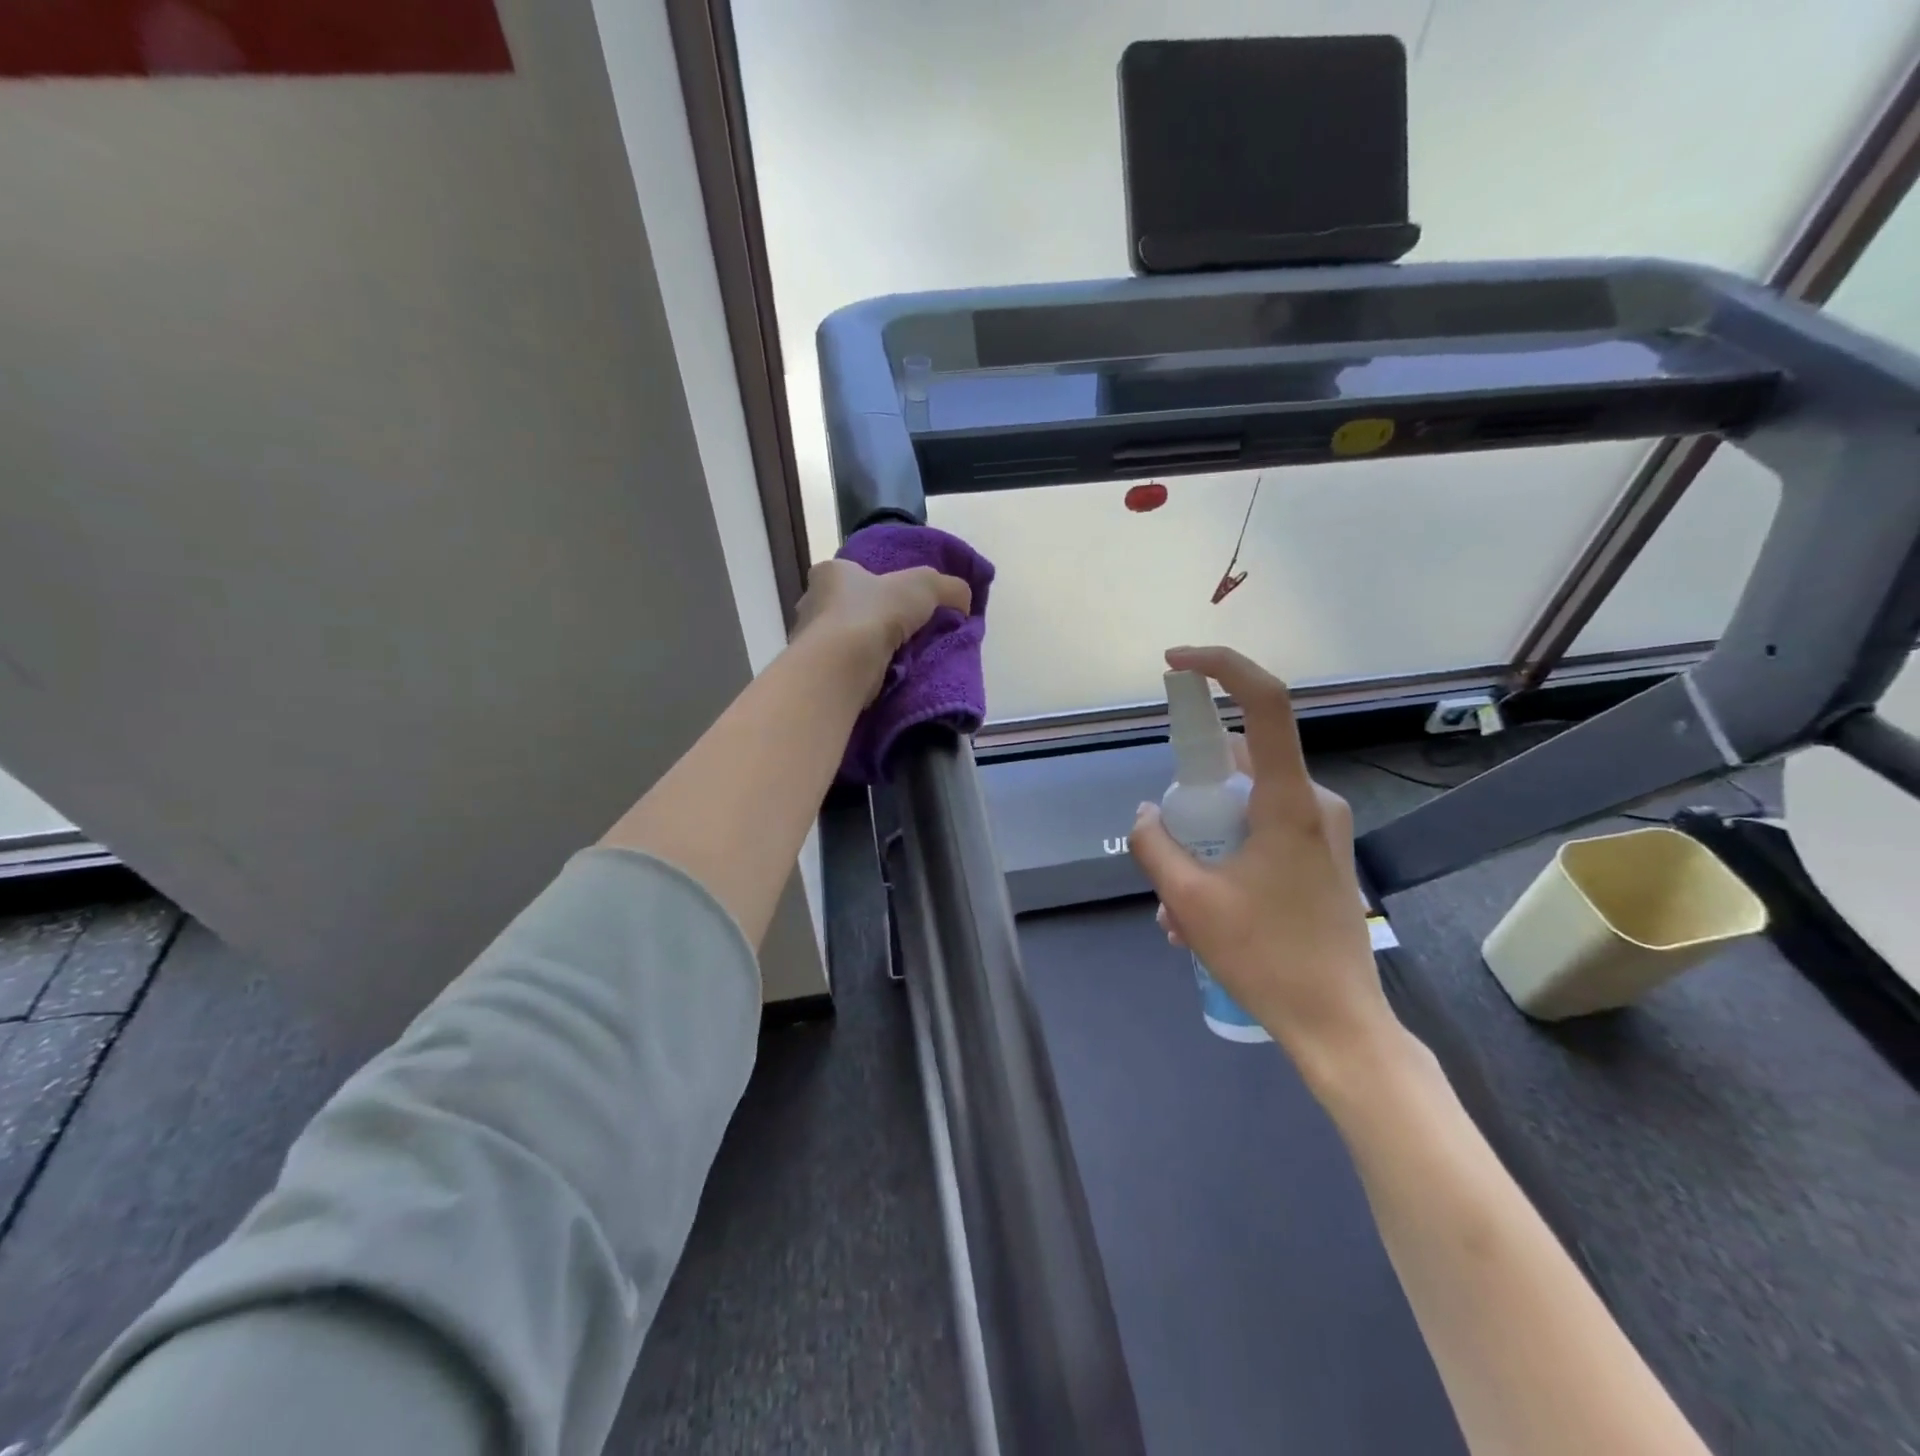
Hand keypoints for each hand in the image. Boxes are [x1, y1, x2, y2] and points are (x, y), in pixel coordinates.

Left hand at [793, 558, 972, 703]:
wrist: (843, 666)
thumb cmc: (875, 613)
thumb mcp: (924, 586)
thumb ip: (949, 587)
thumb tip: (964, 601)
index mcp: (831, 573)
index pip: (852, 573)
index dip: (876, 583)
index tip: (897, 600)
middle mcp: (811, 603)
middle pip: (848, 608)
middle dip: (873, 619)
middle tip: (902, 632)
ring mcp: (809, 641)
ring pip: (845, 641)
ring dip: (867, 649)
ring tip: (897, 659)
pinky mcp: (816, 673)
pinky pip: (843, 668)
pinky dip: (861, 672)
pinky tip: (882, 679)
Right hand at [1128, 645, 1400, 1075]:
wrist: (1339, 1025)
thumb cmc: (1266, 957)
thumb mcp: (1189, 900)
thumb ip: (1155, 844)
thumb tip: (1148, 815)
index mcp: (1288, 800)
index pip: (1264, 703)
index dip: (1220, 667)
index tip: (1175, 664)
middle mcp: (1313, 802)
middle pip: (1237, 766)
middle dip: (1190, 801)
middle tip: (1165, 853)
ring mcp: (1321, 830)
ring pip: (1244, 808)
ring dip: (1203, 843)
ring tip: (1177, 909)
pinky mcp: (1320, 856)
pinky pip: (1260, 834)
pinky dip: (1224, 858)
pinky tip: (1201, 915)